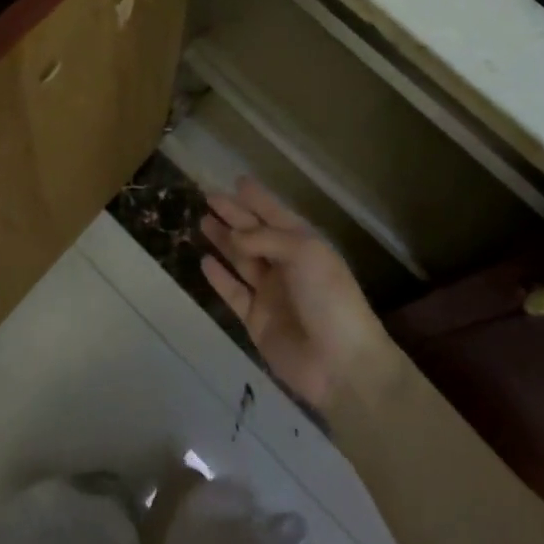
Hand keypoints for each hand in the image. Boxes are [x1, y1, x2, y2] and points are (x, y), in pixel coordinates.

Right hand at [200, 179, 396, 413]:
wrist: (340, 363)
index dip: (257, 198)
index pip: (276, 214)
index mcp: (305, 245)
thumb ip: (265, 239)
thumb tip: (234, 236)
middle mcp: (286, 265)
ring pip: (241, 260)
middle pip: (254, 234)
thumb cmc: (328, 298)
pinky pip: (233, 292)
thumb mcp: (304, 253)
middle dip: (234, 214)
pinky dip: (219, 278)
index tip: (237, 180)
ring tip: (202, 222)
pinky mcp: (256, 320)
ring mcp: (270, 294)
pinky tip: (204, 262)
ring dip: (223, 241)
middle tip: (208, 196)